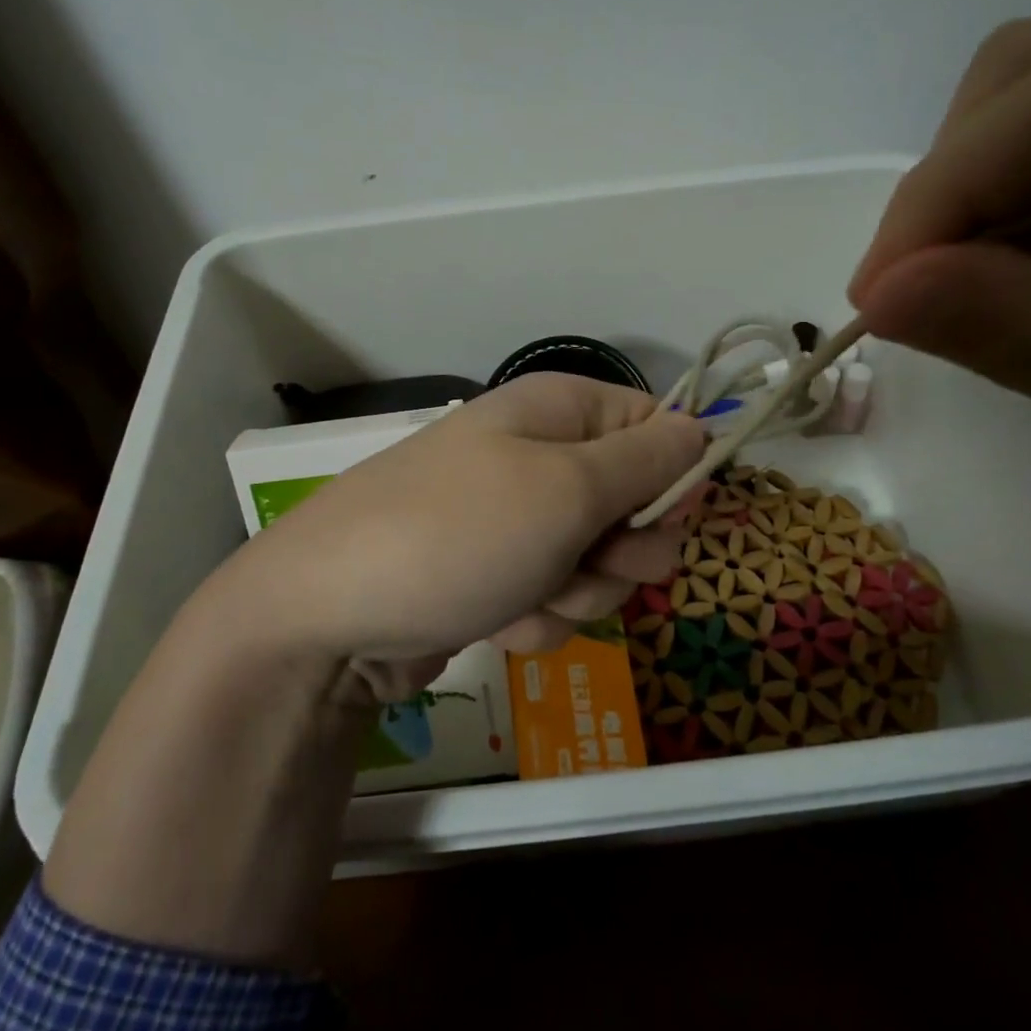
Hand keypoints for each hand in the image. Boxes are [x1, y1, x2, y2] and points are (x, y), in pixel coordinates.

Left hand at [182, 373, 706, 697]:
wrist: (328, 617)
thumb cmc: (458, 534)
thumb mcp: (566, 488)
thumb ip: (646, 460)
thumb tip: (701, 427)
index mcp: (559, 411)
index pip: (655, 426)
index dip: (671, 476)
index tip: (659, 517)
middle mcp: (540, 456)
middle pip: (635, 503)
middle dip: (622, 550)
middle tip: (585, 561)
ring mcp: (517, 519)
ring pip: (600, 563)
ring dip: (577, 593)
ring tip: (525, 595)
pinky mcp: (499, 574)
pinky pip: (557, 597)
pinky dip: (537, 616)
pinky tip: (497, 619)